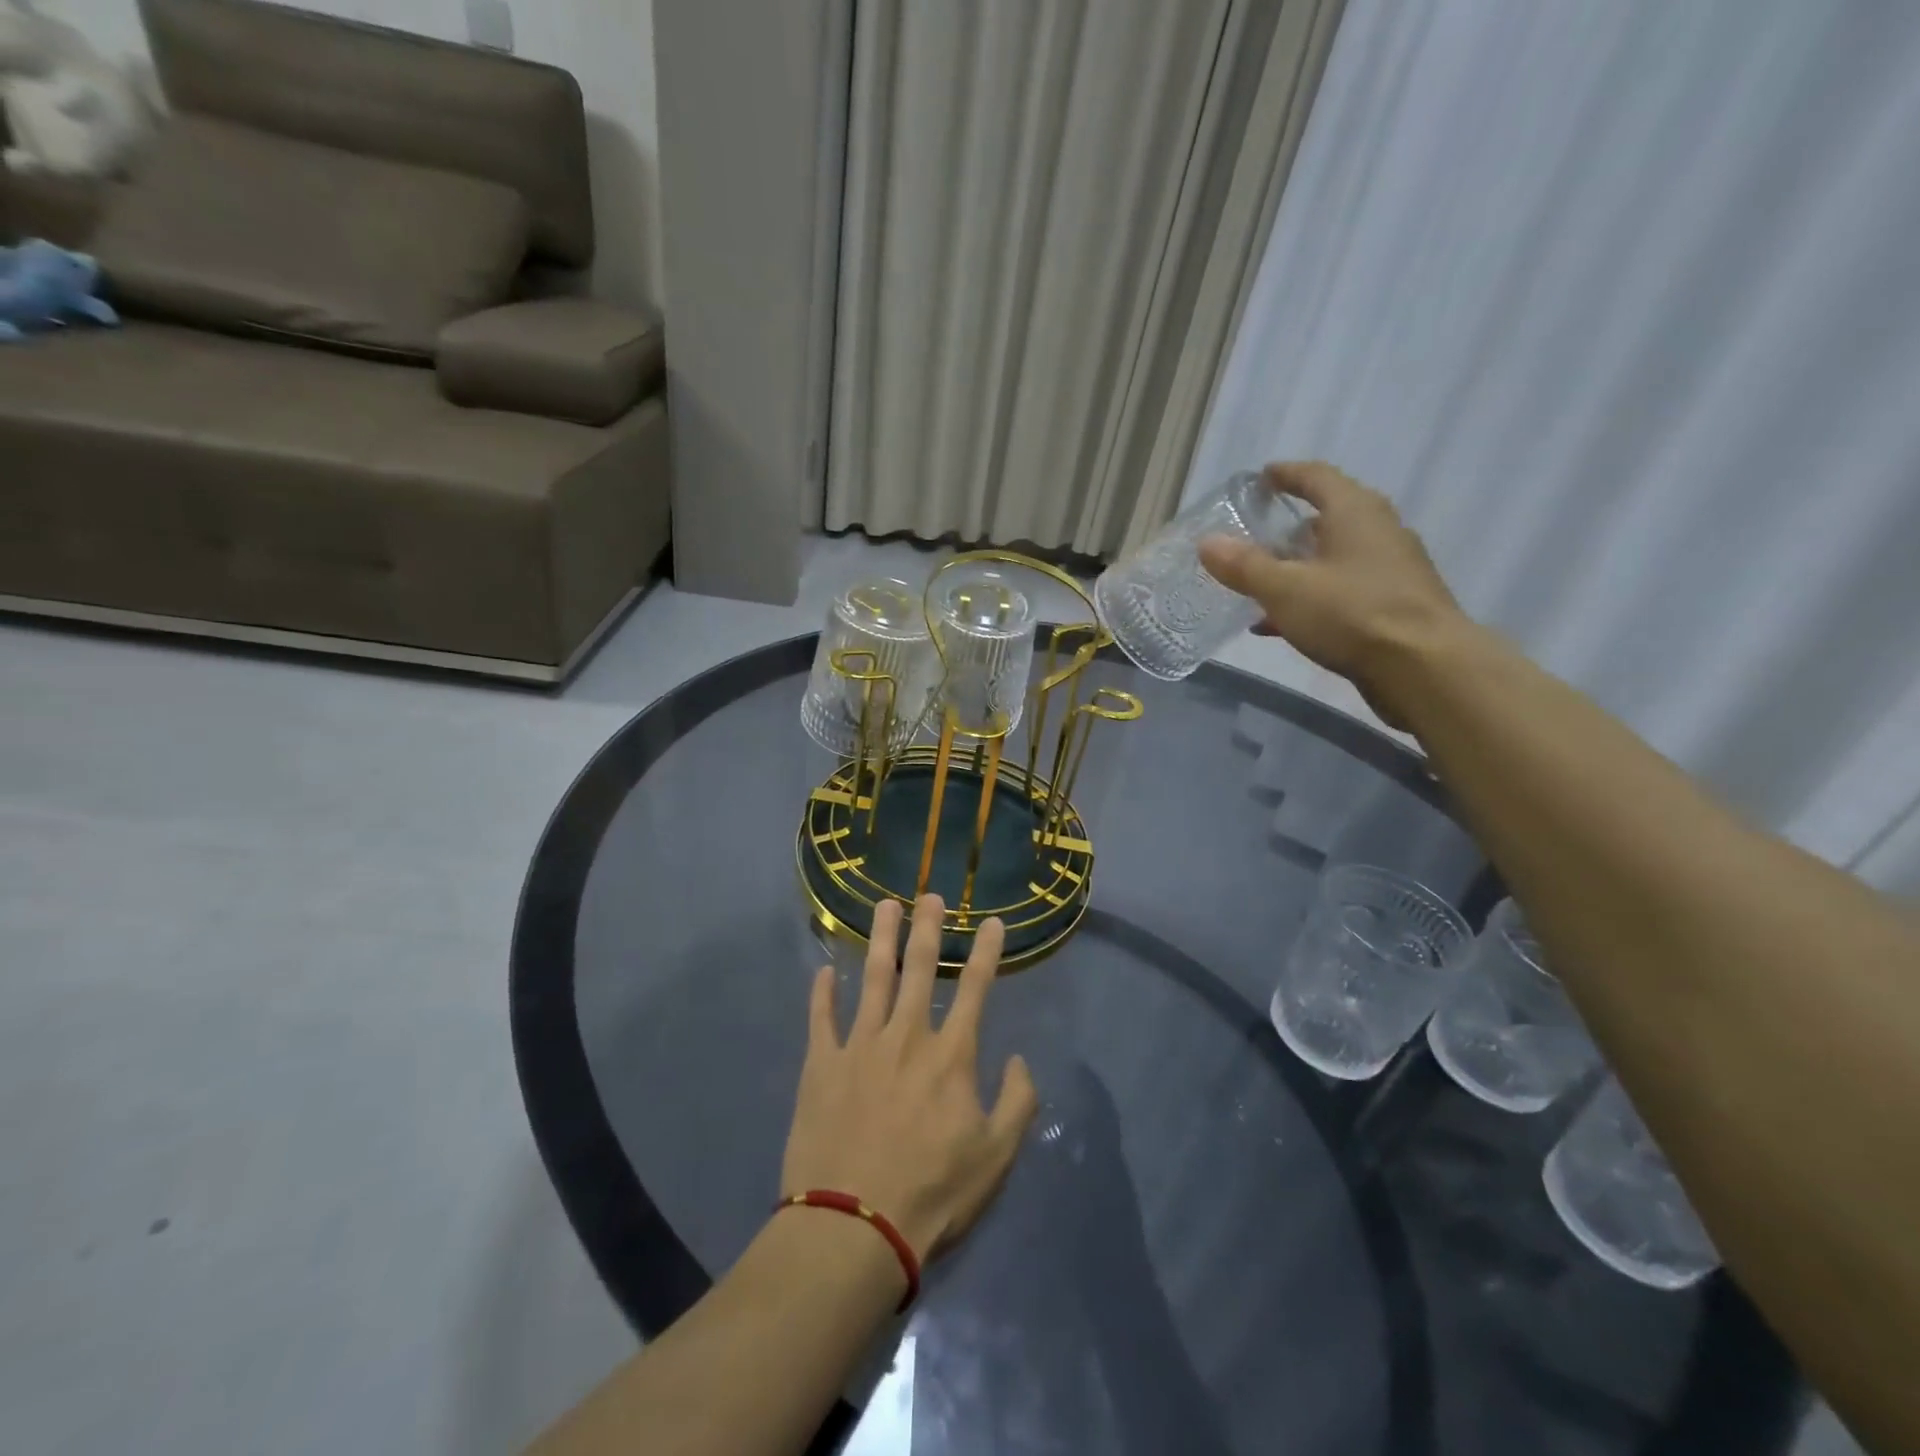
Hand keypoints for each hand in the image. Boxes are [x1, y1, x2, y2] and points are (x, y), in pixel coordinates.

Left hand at [782, 895, 1037, 1263]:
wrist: (854, 1227)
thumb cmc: (933, 1193)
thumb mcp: (996, 1157)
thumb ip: (1018, 1102)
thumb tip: (1018, 1059)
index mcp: (950, 1055)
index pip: (975, 988)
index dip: (986, 951)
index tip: (993, 921)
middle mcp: (906, 1036)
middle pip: (919, 969)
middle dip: (927, 928)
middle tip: (929, 894)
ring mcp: (859, 1046)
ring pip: (872, 978)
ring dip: (880, 939)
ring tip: (884, 906)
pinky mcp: (821, 1065)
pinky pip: (821, 1018)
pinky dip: (822, 993)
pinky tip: (824, 971)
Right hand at [1198, 461, 1465, 728]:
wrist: (1424, 667)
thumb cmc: (1351, 614)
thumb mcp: (1285, 590)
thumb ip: (1244, 566)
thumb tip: (1207, 542)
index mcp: (1355, 512)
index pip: (1317, 477)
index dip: (1287, 474)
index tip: (1263, 477)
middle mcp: (1379, 530)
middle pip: (1330, 517)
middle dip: (1292, 526)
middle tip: (1258, 536)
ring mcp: (1392, 568)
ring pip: (1337, 557)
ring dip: (1301, 566)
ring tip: (1264, 583)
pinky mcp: (1396, 604)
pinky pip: (1344, 589)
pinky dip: (1314, 597)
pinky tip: (1284, 623)